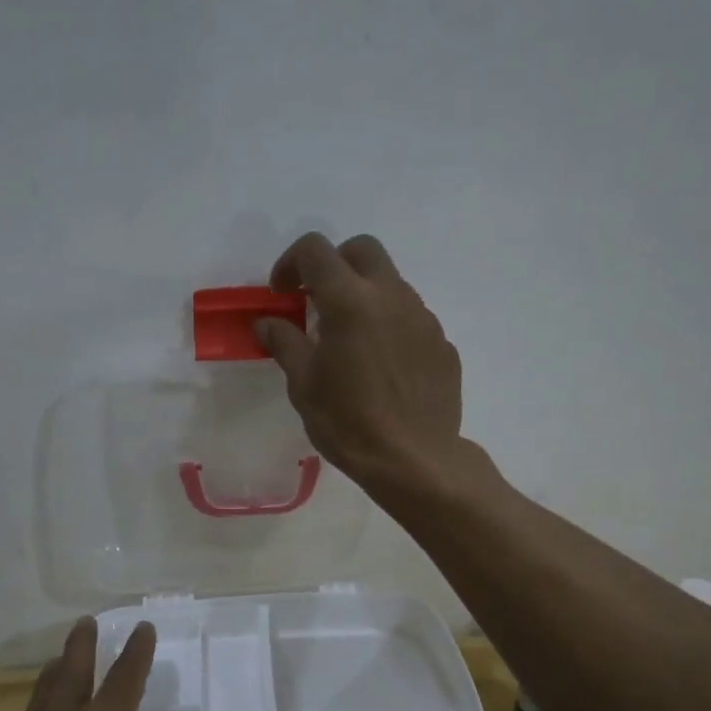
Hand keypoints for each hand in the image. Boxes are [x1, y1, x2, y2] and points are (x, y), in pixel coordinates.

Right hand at [256, 232, 465, 500]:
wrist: (415, 460)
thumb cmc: (349, 423)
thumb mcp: (304, 386)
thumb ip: (285, 343)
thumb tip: (268, 322)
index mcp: (350, 301)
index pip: (315, 250)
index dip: (290, 262)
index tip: (282, 293)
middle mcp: (391, 297)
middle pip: (362, 250)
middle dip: (334, 264)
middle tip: (317, 301)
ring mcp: (423, 318)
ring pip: (391, 283)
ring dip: (365, 295)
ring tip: (351, 340)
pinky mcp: (443, 343)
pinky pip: (412, 319)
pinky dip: (391, 327)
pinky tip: (382, 367)